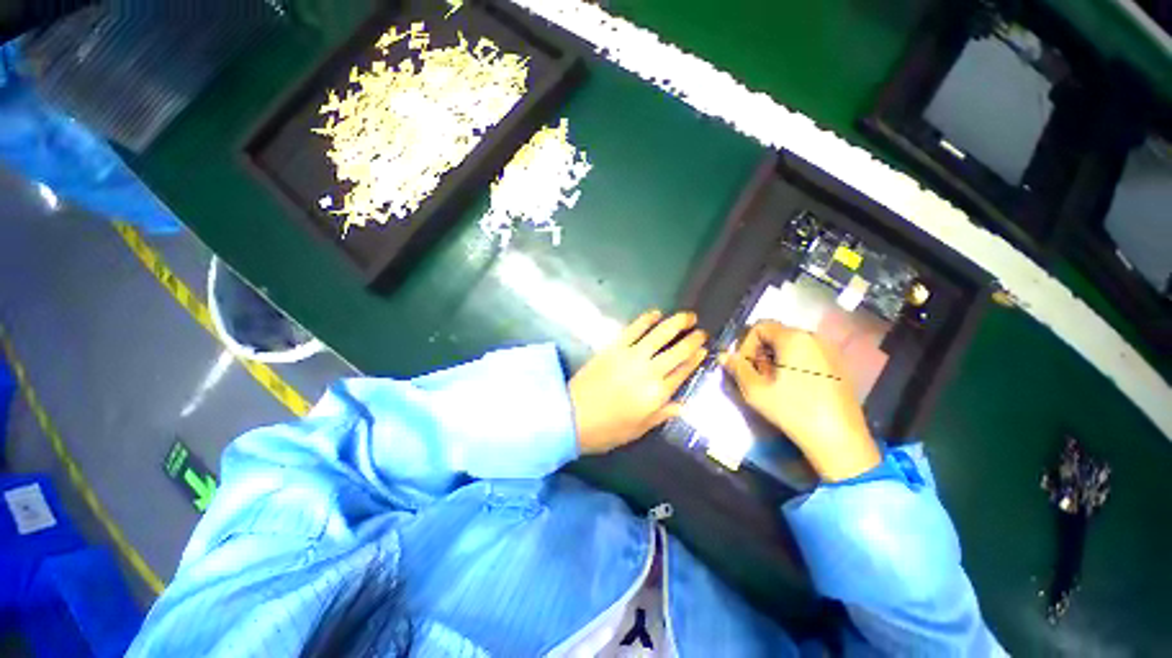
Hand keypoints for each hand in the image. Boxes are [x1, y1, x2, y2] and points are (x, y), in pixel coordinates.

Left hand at [570, 310, 707, 454]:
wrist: (572, 415)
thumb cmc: (607, 429)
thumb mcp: (638, 429)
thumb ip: (662, 414)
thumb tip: (683, 405)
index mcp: (657, 394)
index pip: (684, 371)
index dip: (696, 359)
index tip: (704, 349)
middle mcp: (649, 371)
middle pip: (678, 350)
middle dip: (693, 339)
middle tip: (701, 331)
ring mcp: (631, 356)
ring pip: (660, 334)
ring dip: (677, 322)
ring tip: (688, 316)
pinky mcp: (614, 347)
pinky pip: (634, 328)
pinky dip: (647, 319)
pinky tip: (656, 313)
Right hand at [721, 321, 880, 481]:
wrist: (839, 440)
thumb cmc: (794, 411)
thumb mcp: (756, 390)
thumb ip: (738, 368)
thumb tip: (723, 356)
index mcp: (794, 338)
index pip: (760, 327)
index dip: (745, 345)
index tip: (745, 367)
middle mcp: (814, 338)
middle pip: (776, 334)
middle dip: (760, 352)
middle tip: (757, 377)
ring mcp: (830, 351)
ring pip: (791, 345)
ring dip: (775, 359)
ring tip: (773, 383)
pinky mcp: (838, 366)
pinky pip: (807, 355)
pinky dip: (793, 364)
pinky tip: (793, 387)